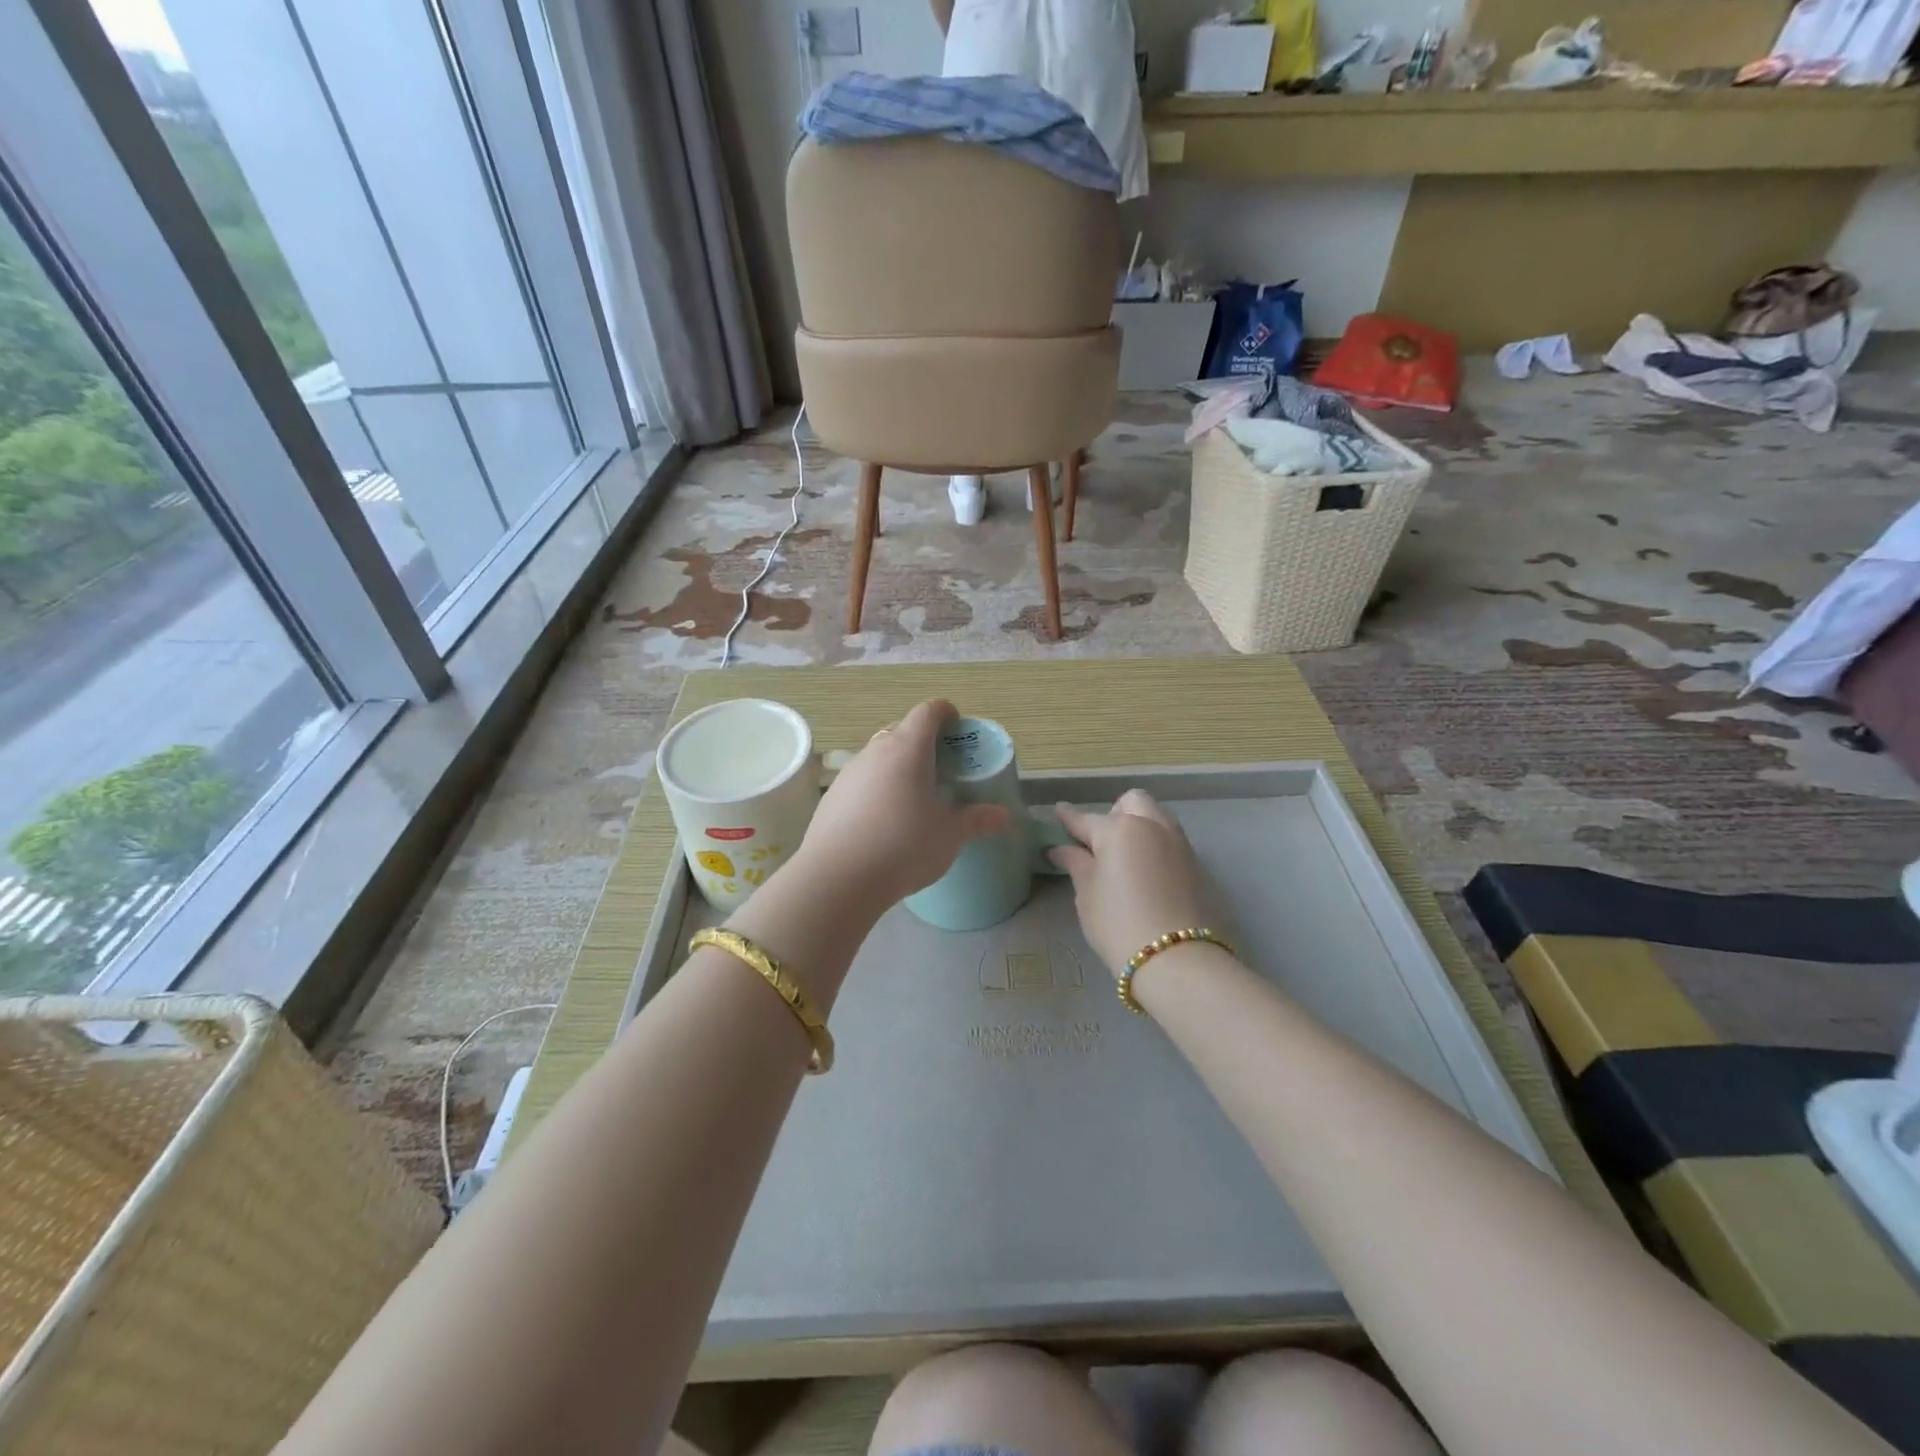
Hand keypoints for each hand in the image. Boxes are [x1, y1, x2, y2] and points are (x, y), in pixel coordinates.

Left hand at [792, 700, 1010, 912]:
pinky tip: (883, 822)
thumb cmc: (904, 845)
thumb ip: (977, 820)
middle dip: (922, 743)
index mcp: (908, 749)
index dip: (945, 713)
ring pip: (878, 757)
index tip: (957, 726)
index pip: (927, 712)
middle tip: (941, 768)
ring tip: (913, 798)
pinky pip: (860, 782)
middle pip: (901, 732)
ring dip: (897, 767)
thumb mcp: (950, 835)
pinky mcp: (831, 798)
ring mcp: (849, 773)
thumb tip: (1003, 817)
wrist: (838, 877)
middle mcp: (875, 751)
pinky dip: (876, 790)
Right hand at [1049, 790, 1214, 978]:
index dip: (1068, 817)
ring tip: (1126, 855)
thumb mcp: (1087, 894)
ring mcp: (1178, 843)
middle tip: (1102, 842)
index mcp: (1119, 829)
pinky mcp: (1196, 864)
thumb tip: (1060, 849)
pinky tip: (1147, 871)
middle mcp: (1152, 826)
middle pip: (1132, 802)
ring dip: (1140, 825)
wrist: (1178, 959)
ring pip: (1157, 816)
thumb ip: (1076, 864)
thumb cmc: (1119, 924)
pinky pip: (1171, 839)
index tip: (1058, 812)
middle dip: (1115, 813)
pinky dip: (1156, 845)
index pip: (1086, 819)